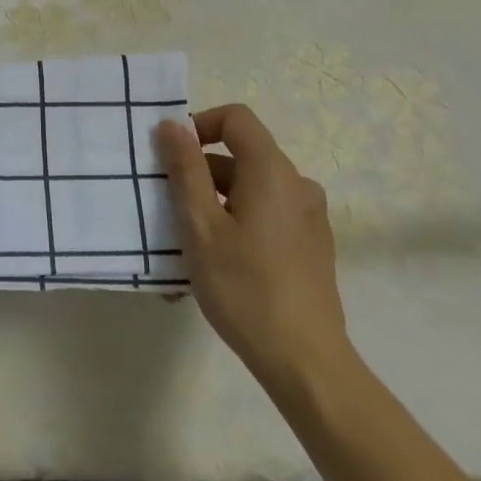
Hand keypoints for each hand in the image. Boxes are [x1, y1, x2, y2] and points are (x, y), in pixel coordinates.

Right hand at [156, 105, 354, 401]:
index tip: (172, 158)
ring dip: (215, 204)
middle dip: (200, 173)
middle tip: (169, 210)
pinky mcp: (311, 244)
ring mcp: (309, 216)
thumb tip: (173, 125)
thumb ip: (185, 170)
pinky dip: (237, 223)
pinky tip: (217, 265)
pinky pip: (266, 215)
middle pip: (241, 155)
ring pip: (251, 189)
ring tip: (186, 246)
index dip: (199, 125)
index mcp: (272, 172)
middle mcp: (297, 184)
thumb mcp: (201, 226)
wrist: (306, 362)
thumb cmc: (245, 288)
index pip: (235, 118)